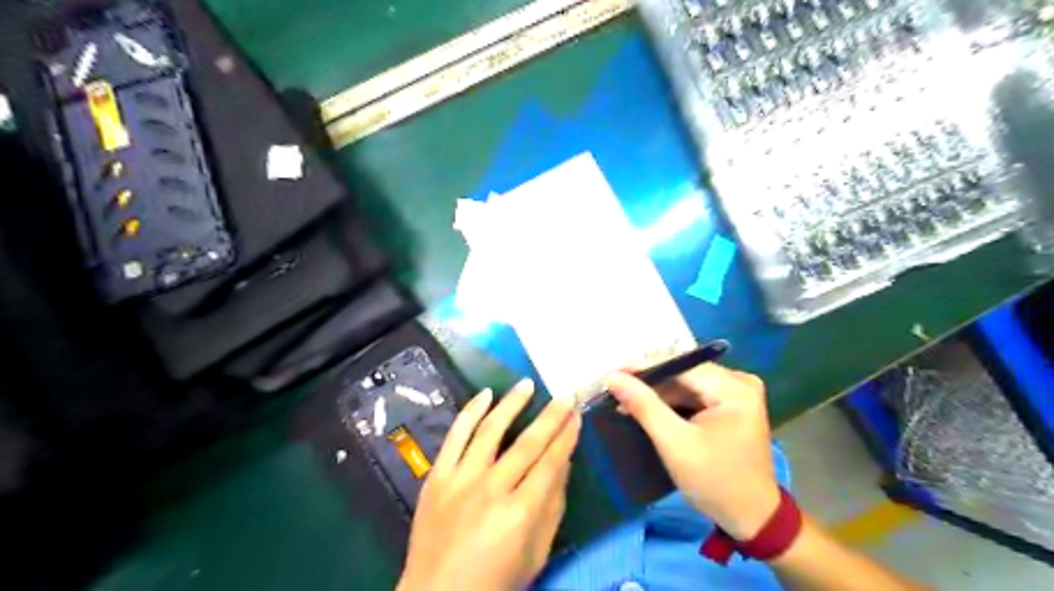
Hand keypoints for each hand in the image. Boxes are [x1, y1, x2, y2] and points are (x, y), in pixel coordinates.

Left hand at [396, 379, 579, 590]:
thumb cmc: (494, 582)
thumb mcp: (535, 554)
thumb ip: (552, 507)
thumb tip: (564, 465)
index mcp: (520, 514)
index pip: (551, 463)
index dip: (567, 437)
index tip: (577, 415)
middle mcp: (492, 490)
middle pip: (527, 443)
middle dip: (550, 416)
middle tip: (565, 394)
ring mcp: (461, 480)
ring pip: (491, 431)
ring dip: (511, 404)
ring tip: (526, 384)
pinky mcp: (437, 477)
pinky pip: (455, 437)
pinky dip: (470, 412)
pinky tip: (485, 394)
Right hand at [607, 366, 776, 540]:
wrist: (752, 518)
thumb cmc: (714, 481)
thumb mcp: (674, 444)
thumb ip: (644, 406)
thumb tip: (613, 377)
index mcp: (734, 388)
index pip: (681, 366)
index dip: (643, 367)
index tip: (611, 373)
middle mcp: (739, 382)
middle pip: (685, 372)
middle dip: (649, 381)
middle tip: (614, 387)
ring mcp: (737, 393)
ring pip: (687, 382)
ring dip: (658, 392)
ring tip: (624, 398)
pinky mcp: (731, 405)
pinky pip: (695, 393)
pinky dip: (671, 401)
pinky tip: (648, 406)